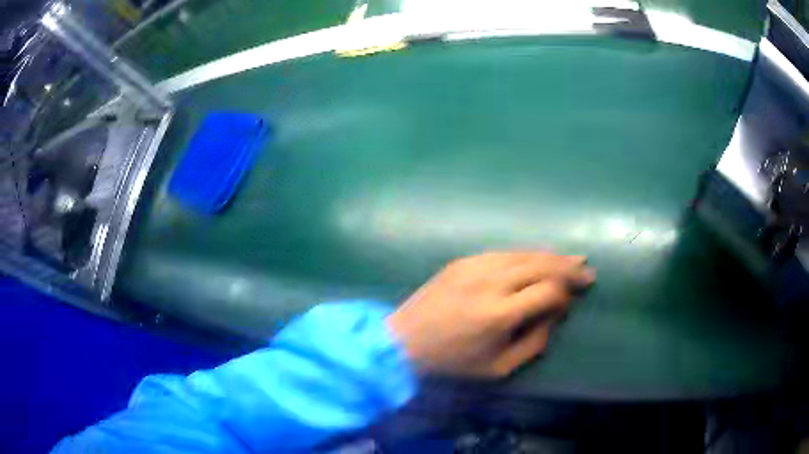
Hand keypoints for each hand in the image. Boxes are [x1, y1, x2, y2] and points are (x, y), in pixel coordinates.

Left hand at [387, 252, 594, 377]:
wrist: (404, 340)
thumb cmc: (452, 361)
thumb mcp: (497, 368)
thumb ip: (534, 344)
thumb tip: (555, 316)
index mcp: (498, 314)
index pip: (547, 292)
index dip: (565, 295)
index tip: (571, 302)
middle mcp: (490, 283)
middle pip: (540, 265)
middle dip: (568, 268)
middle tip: (587, 271)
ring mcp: (475, 266)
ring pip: (524, 254)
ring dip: (552, 256)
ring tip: (573, 260)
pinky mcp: (464, 260)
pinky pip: (504, 253)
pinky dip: (527, 255)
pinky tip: (539, 258)